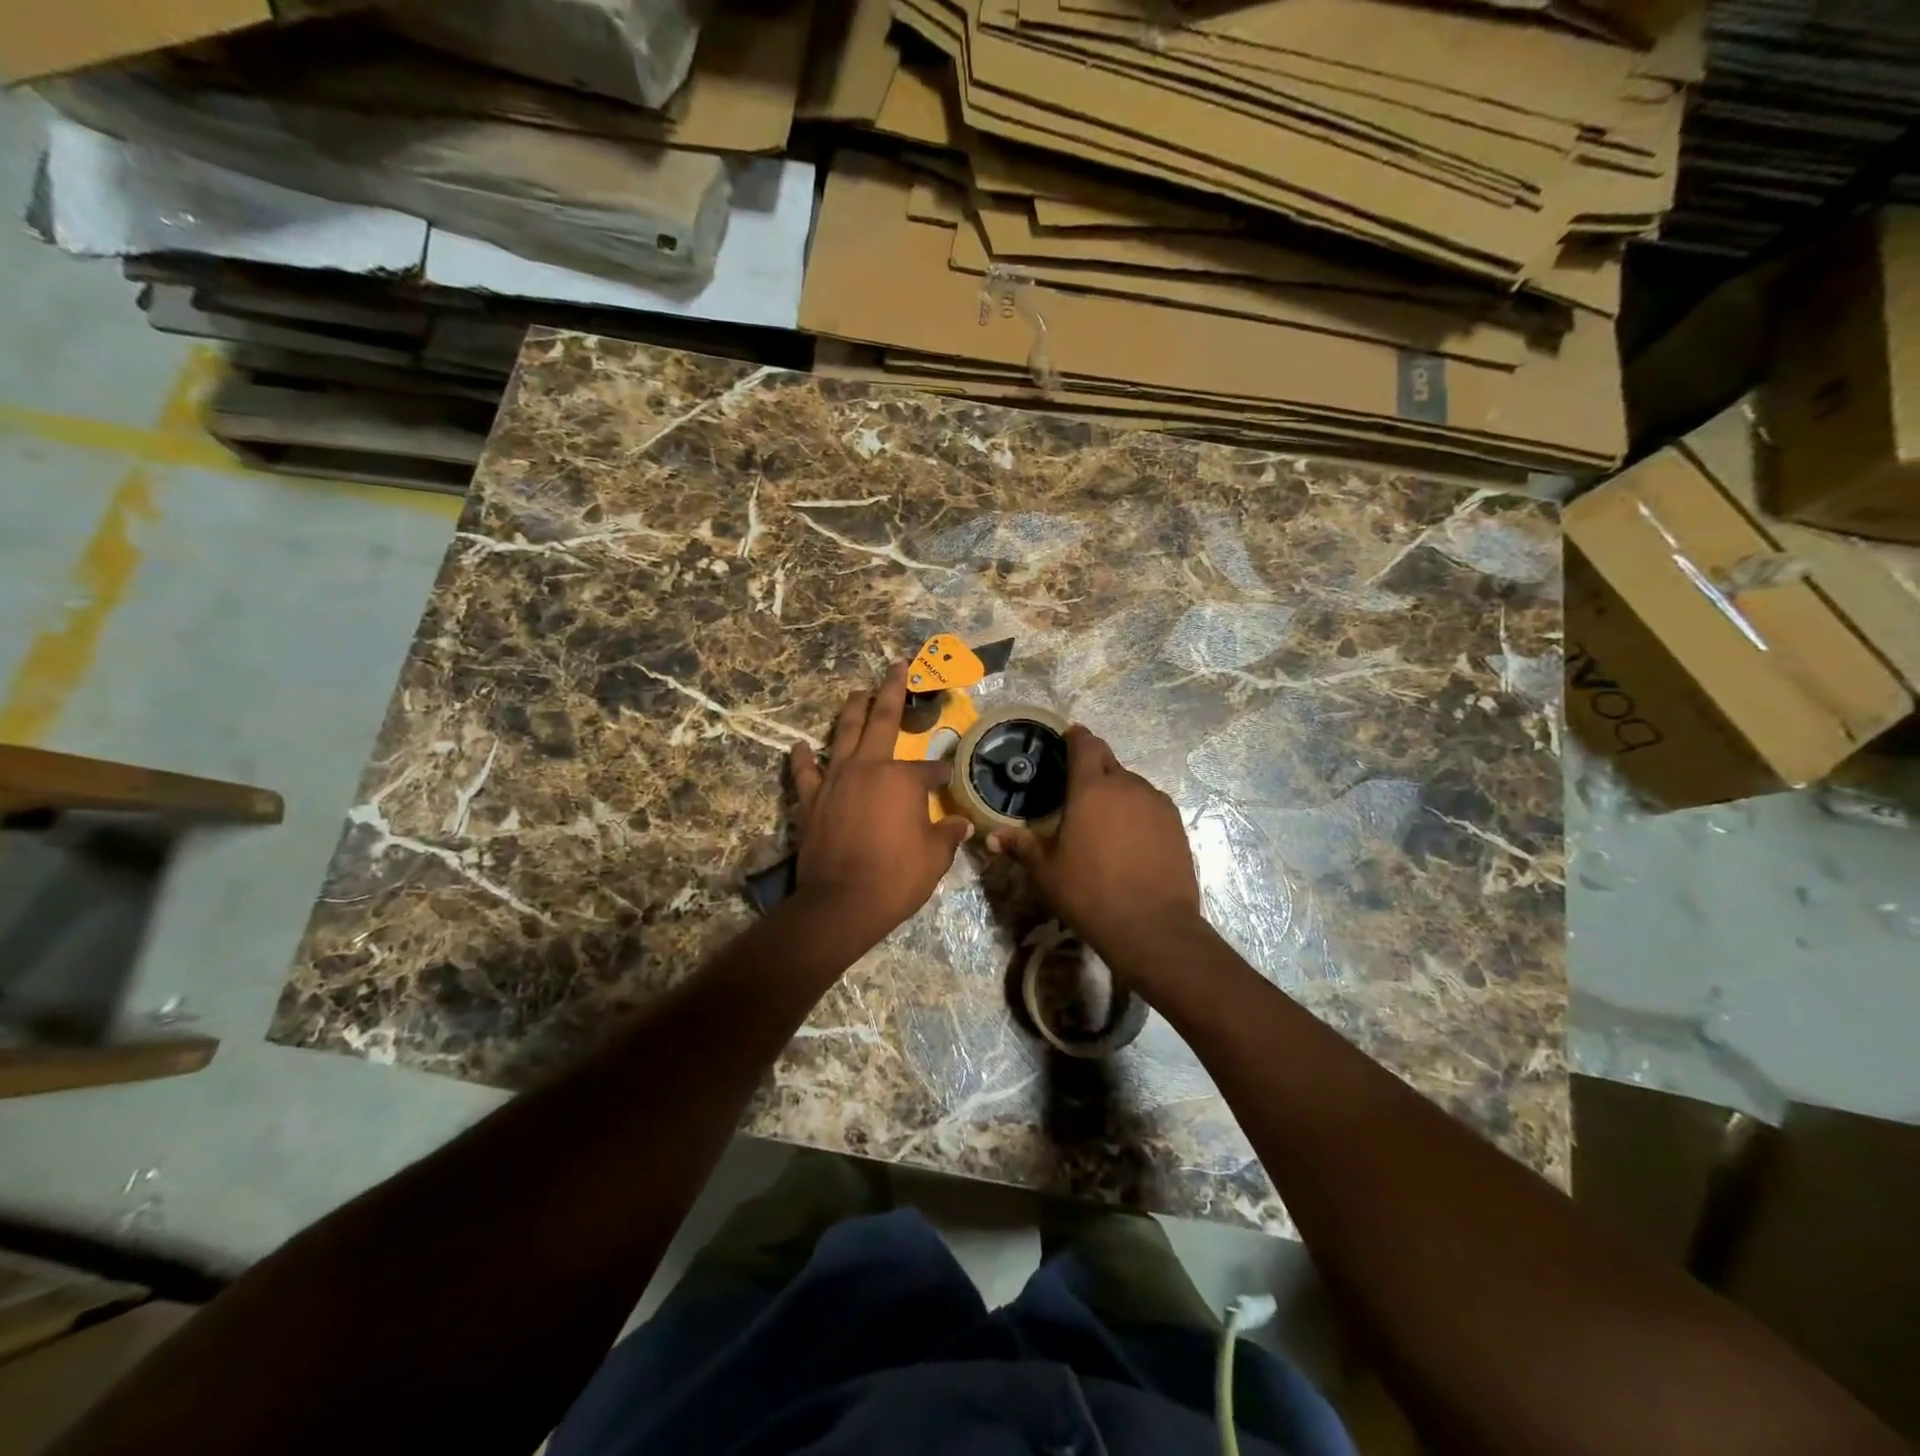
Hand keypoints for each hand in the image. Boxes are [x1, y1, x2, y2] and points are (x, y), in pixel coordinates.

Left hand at [789, 662, 972, 945]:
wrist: (841, 902)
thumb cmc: (895, 878)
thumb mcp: (934, 858)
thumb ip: (947, 835)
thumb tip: (963, 824)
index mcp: (903, 779)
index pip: (929, 769)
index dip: (942, 773)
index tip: (948, 779)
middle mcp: (869, 767)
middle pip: (882, 720)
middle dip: (891, 691)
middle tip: (896, 666)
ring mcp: (835, 780)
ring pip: (843, 734)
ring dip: (851, 710)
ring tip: (856, 693)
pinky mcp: (810, 800)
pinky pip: (805, 772)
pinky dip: (803, 757)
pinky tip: (800, 745)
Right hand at [985, 726, 1201, 964]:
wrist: (1153, 927)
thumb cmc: (1090, 893)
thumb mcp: (1047, 872)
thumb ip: (1021, 847)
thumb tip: (991, 839)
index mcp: (1092, 789)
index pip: (1085, 745)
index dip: (1076, 736)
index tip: (1069, 735)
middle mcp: (1127, 786)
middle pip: (1109, 761)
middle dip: (1094, 764)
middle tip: (1077, 783)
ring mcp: (1157, 803)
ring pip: (1132, 784)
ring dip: (1116, 790)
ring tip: (1103, 815)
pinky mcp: (1176, 824)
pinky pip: (1151, 804)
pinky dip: (1138, 810)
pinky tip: (1130, 835)